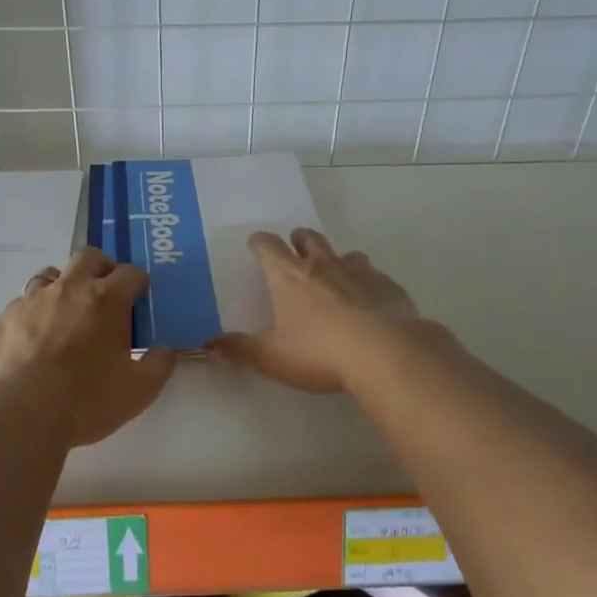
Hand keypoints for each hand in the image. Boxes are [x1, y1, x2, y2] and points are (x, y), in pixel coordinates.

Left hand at [0, 247, 175, 447]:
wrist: (20, 415)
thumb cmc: (86, 400)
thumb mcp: (139, 390)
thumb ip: (158, 365)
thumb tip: (164, 351)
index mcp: (106, 300)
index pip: (131, 273)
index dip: (139, 283)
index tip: (140, 297)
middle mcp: (69, 289)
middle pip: (88, 257)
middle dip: (101, 268)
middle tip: (105, 292)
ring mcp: (32, 300)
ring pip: (50, 275)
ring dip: (63, 286)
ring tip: (67, 313)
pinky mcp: (4, 318)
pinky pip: (22, 305)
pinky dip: (34, 314)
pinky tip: (34, 340)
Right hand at [209, 228, 420, 393]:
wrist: (385, 353)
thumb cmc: (319, 352)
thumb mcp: (272, 357)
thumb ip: (240, 349)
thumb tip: (208, 343)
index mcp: (289, 277)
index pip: (269, 247)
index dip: (260, 242)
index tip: (256, 242)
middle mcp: (322, 266)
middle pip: (308, 239)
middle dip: (299, 239)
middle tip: (295, 246)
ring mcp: (359, 272)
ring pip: (345, 254)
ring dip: (336, 258)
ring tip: (335, 271)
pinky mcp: (388, 286)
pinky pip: (375, 275)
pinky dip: (367, 281)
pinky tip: (370, 298)